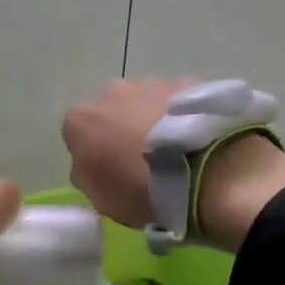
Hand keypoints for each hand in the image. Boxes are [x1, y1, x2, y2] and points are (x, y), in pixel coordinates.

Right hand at [62, 79, 284, 250]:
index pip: (78, 136)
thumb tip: (92, 165)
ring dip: (153, 120)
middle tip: (146, 160)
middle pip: (112, 111)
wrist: (207, 171)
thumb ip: (89, 176)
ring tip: (177, 150)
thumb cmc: (144, 191)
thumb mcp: (103, 201)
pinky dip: (182, 115)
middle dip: (123, 130)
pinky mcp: (189, 83)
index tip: (113, 174)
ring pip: (145, 102)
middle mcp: (111, 92)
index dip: (95, 155)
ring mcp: (152, 83)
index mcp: (80, 121)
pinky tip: (198, 139)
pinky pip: (177, 102)